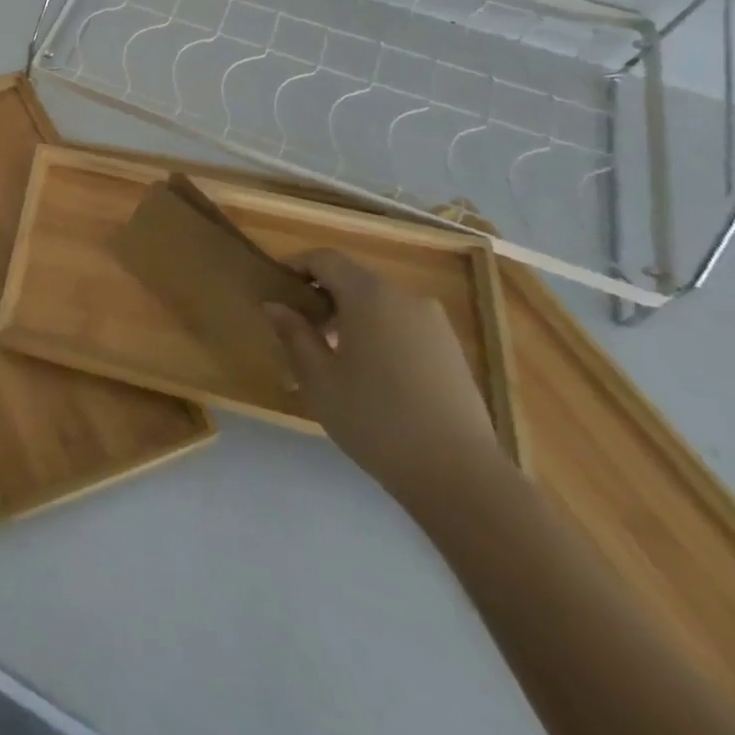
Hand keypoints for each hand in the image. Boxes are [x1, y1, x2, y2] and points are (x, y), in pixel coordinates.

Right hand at [265, 249, 502, 514]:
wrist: (460, 476)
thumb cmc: (374, 419)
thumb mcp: (318, 378)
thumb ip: (293, 334)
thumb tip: (274, 305)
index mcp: (369, 295)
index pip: (325, 258)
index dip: (296, 266)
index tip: (277, 290)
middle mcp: (404, 298)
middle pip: (353, 278)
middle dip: (323, 295)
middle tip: (299, 328)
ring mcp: (434, 324)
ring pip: (379, 303)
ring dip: (351, 315)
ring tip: (333, 356)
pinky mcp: (451, 350)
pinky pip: (402, 324)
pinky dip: (378, 332)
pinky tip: (370, 374)